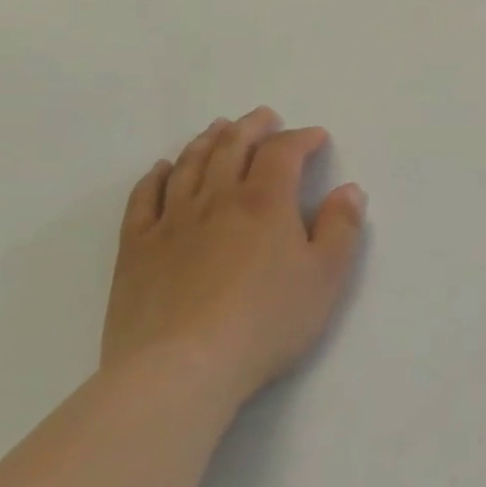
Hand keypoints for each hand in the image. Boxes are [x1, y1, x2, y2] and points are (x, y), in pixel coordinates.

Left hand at [104, 107, 366, 410]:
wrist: (181, 370)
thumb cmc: (266, 322)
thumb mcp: (326, 277)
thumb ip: (342, 228)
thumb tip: (349, 190)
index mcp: (266, 202)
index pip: (283, 151)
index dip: (301, 138)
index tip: (316, 137)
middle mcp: (217, 199)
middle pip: (232, 147)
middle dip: (252, 127)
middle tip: (265, 116)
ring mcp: (172, 222)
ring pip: (189, 165)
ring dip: (207, 141)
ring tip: (219, 129)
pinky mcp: (136, 249)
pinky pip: (143, 199)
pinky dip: (156, 176)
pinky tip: (163, 169)